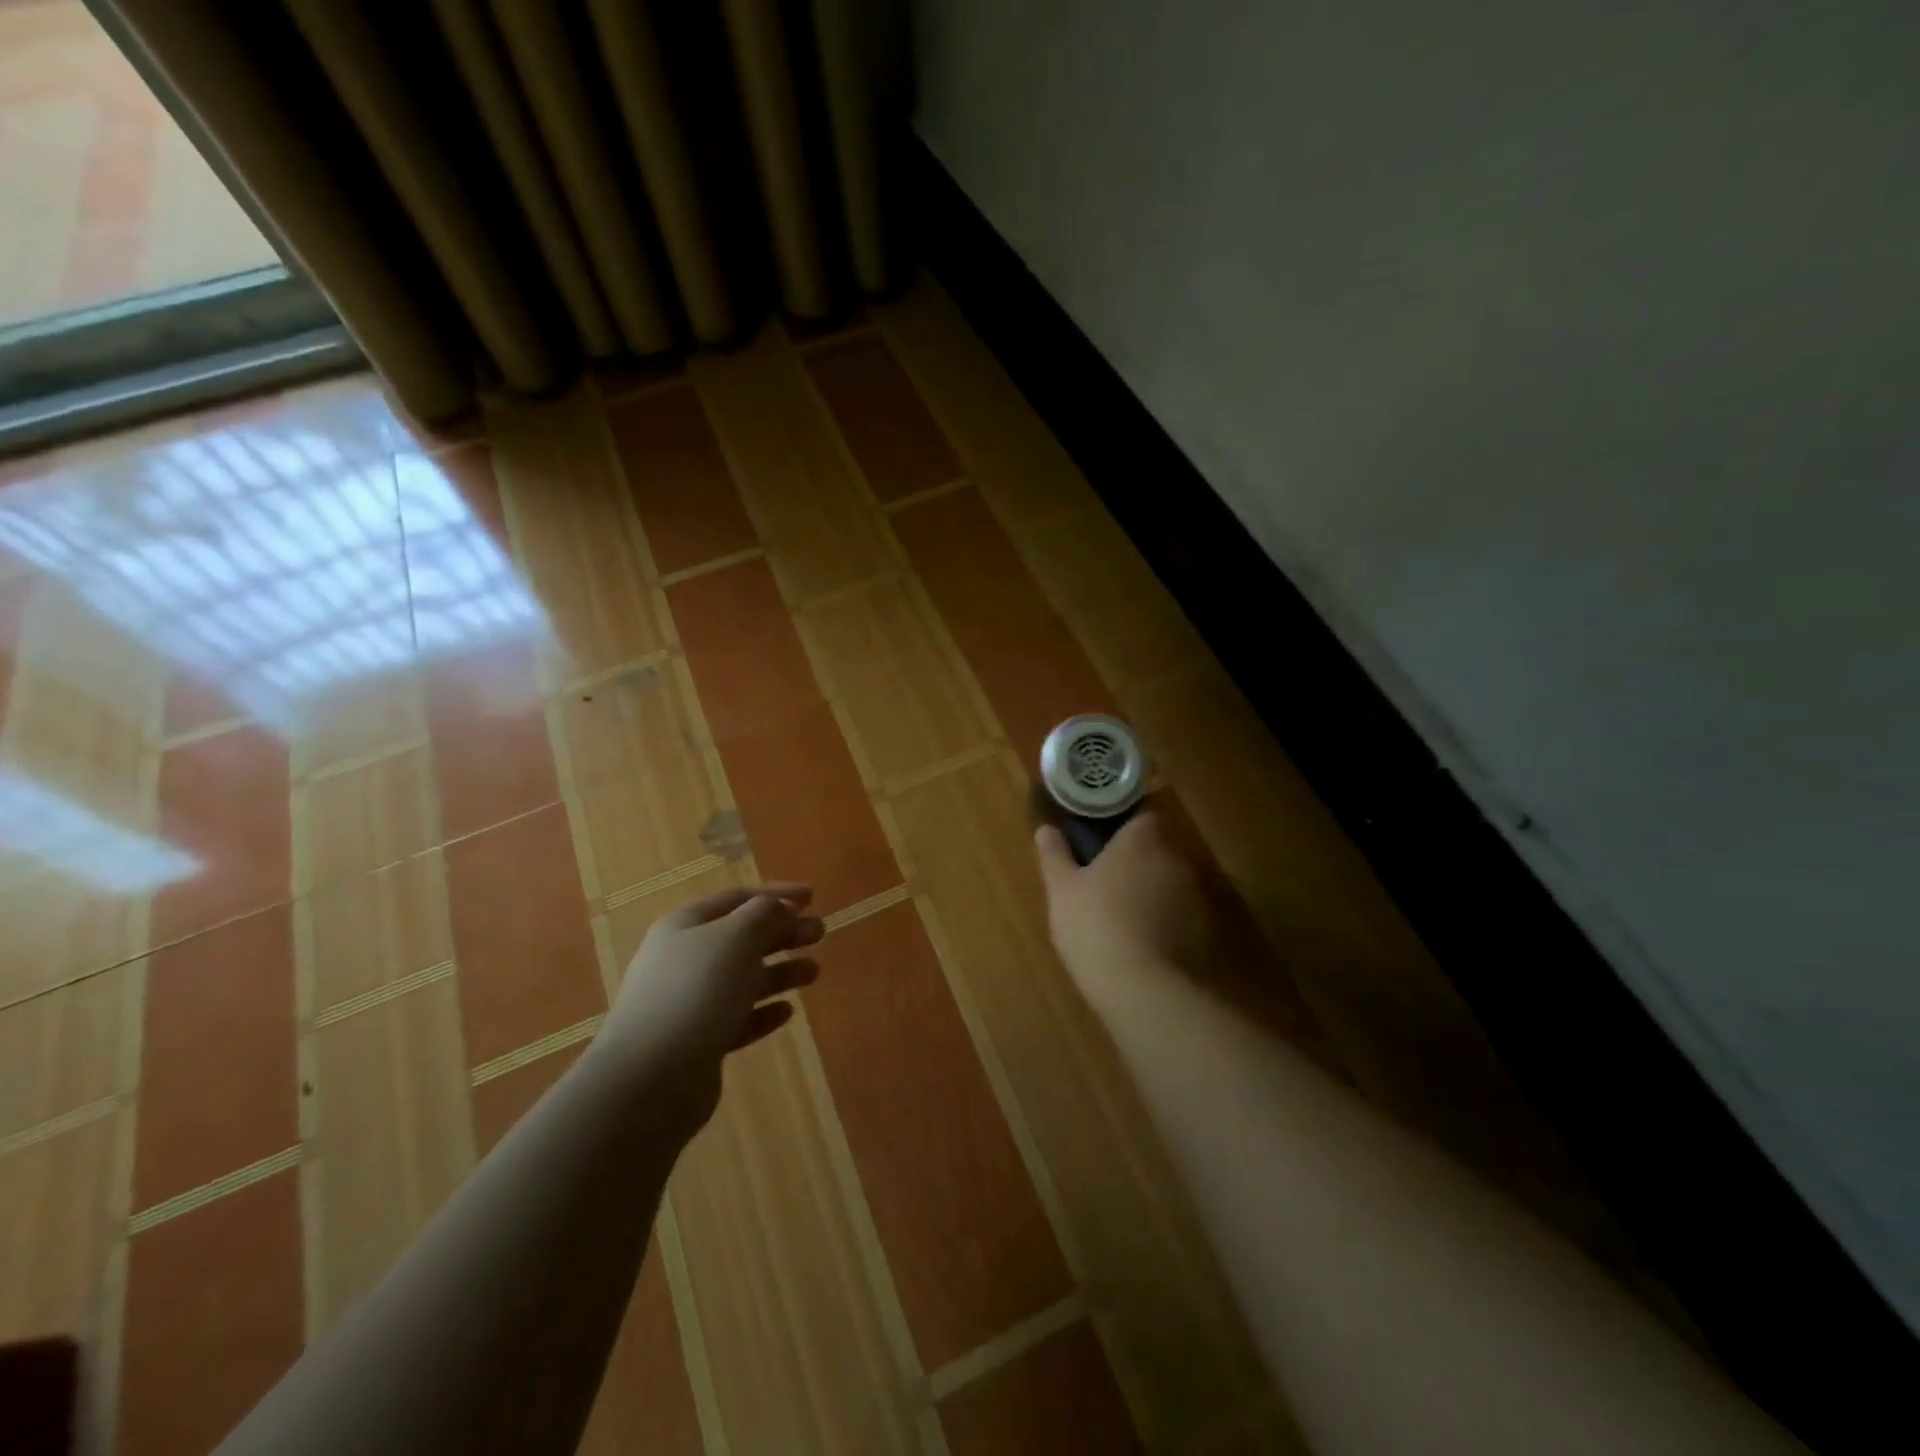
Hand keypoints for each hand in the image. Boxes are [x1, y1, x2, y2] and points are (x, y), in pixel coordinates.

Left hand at [594, 883, 823, 1126]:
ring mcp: (690, 1003)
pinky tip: (787, 1012)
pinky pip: (737, 1019)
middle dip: (783, 932)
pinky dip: (763, 1012)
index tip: (812, 896)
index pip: (737, 898)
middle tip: (820, 932)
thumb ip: (764, 915)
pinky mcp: (698, 1043)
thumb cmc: (696, 990)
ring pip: (743, 979)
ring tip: (814, 972)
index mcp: (686, 925)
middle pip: (742, 937)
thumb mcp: (735, 937)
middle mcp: (685, 959)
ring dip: (780, 971)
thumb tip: (780, 908)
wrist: (650, 1077)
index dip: (776, 894)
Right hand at [1034, 812, 1213, 1006]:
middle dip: (1136, 858)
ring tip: (1122, 913)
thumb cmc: (1095, 925)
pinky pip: (1180, 912)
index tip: (1104, 837)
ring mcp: (1194, 894)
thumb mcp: (1062, 890)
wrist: (1143, 988)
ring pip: (1169, 880)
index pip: (1143, 813)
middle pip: (1157, 847)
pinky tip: (1142, 941)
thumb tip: (1046, 829)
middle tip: (1106, 877)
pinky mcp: (1204, 928)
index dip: (1125, 823)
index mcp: (1141, 839)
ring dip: (1151, 889)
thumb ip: (1055, 855)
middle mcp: (1175, 857)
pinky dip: (1165, 919)